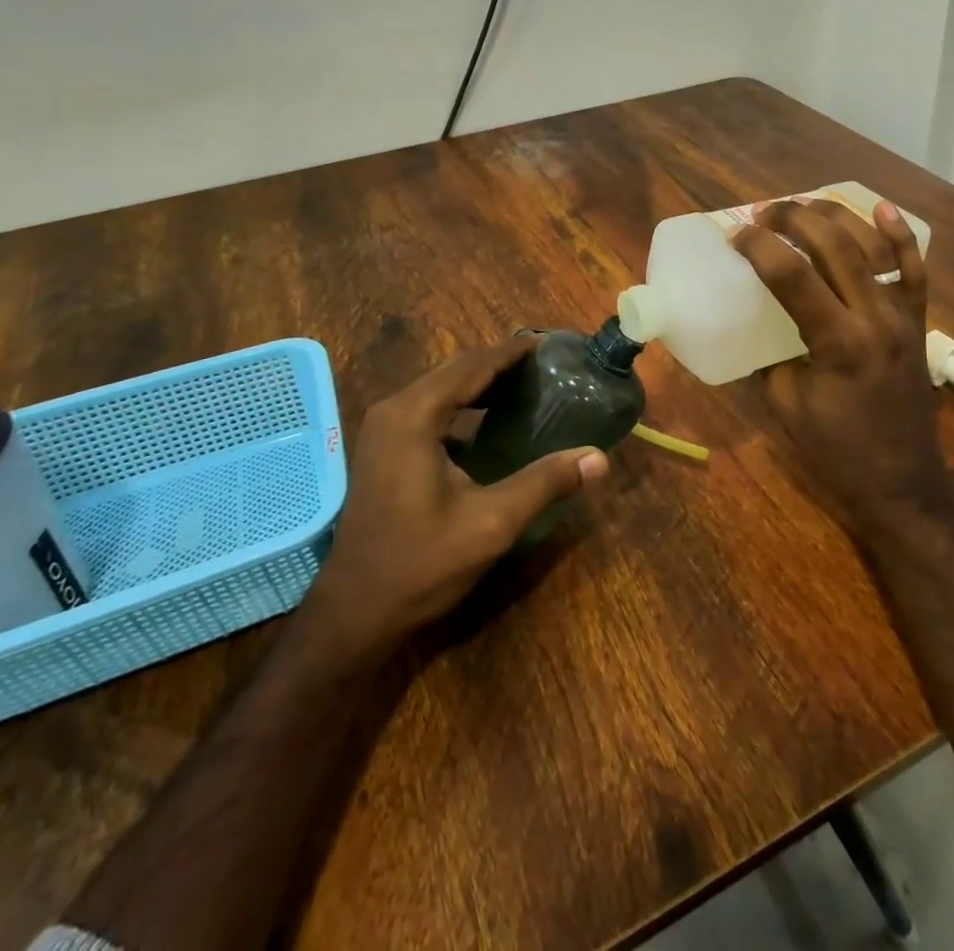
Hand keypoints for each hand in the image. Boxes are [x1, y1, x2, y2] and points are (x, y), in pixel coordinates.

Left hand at [301, 336, 607, 656]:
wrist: (355, 612)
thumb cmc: (421, 564)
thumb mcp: (491, 523)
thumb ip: (545, 483)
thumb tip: (598, 457)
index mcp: (415, 416)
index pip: (472, 367)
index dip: (510, 352)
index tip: (546, 341)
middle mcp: (393, 410)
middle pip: (454, 371)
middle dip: (497, 362)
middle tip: (542, 363)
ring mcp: (382, 430)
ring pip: (438, 388)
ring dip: (478, 382)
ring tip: (522, 383)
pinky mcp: (381, 450)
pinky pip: (427, 409)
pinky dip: (461, 403)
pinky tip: (487, 420)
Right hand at [731, 200, 948, 546]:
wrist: (904, 482)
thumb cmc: (838, 452)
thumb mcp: (786, 406)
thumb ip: (769, 356)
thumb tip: (752, 322)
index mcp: (839, 343)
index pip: (793, 275)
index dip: (759, 247)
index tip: (734, 235)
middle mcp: (875, 318)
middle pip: (834, 247)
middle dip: (793, 219)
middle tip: (762, 214)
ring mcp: (902, 315)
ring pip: (871, 247)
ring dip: (834, 217)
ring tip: (802, 205)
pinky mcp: (916, 321)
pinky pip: (914, 269)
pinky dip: (899, 235)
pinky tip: (881, 208)